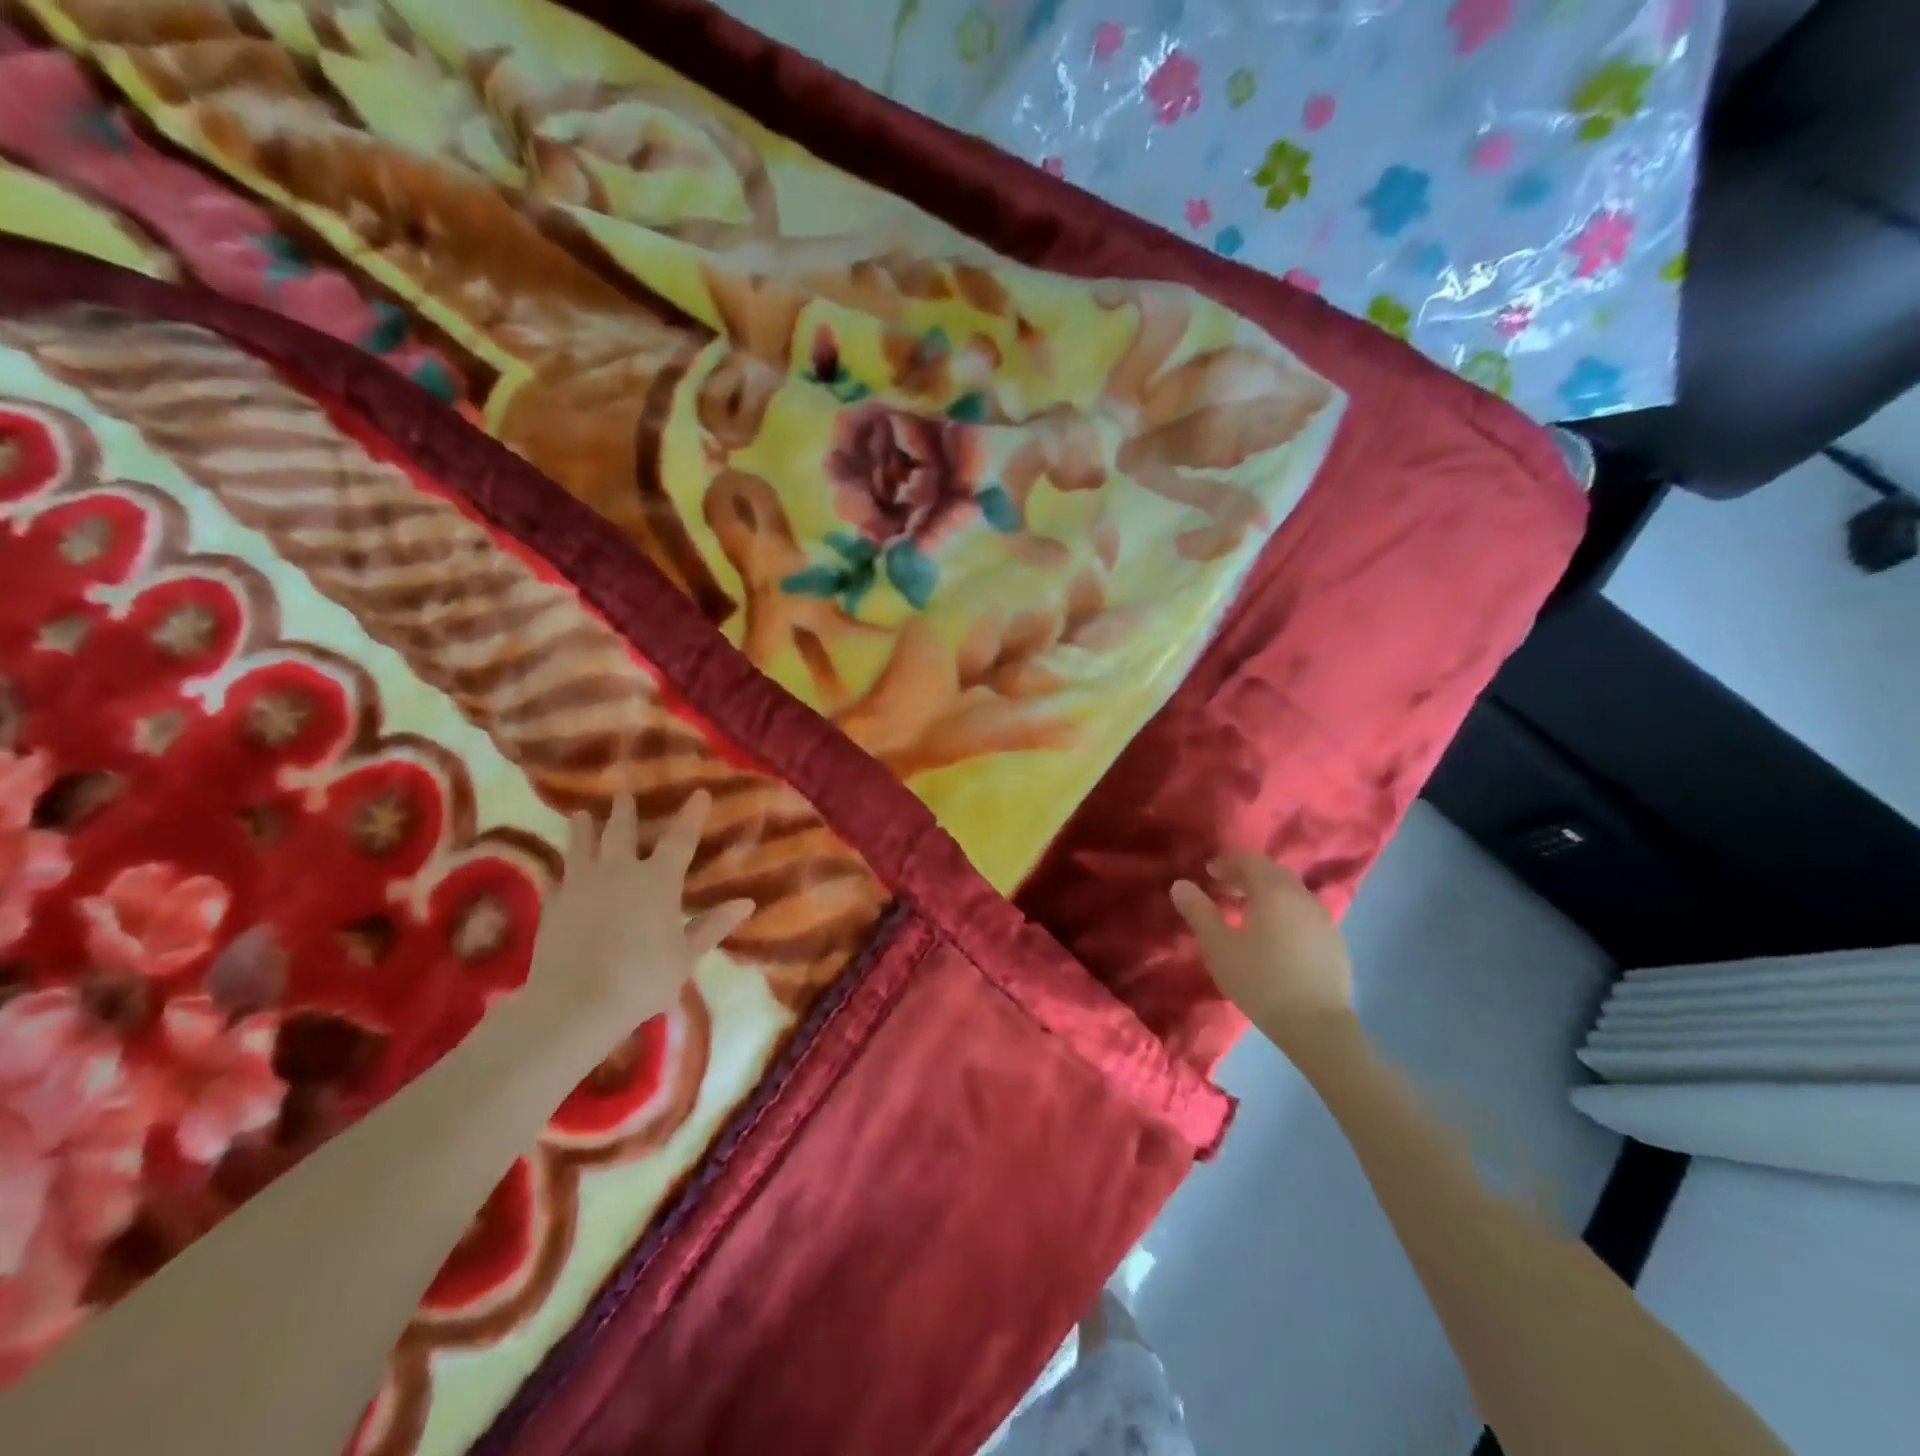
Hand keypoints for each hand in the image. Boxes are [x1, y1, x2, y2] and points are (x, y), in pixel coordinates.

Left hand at [523, 791, 752, 1046]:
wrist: (575, 1003)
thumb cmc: (643, 979)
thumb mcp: (686, 956)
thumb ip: (713, 926)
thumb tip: (747, 903)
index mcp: (658, 880)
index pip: (680, 838)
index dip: (691, 814)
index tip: (699, 793)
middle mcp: (619, 872)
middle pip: (621, 831)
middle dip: (624, 811)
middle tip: (623, 794)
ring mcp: (582, 885)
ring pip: (581, 845)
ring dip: (584, 828)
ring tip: (581, 814)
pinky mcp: (554, 904)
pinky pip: (559, 876)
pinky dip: (563, 868)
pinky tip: (561, 869)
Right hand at [1170, 852, 1353, 1046]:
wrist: (1317, 1026)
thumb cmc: (1260, 980)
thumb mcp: (1218, 947)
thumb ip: (1198, 911)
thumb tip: (1180, 885)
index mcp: (1273, 891)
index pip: (1250, 859)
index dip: (1227, 861)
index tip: (1208, 872)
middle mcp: (1302, 896)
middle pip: (1272, 873)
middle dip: (1245, 875)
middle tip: (1222, 889)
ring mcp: (1323, 918)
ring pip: (1290, 892)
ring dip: (1266, 894)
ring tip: (1245, 913)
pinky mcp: (1334, 941)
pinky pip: (1303, 913)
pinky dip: (1284, 912)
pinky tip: (1273, 936)